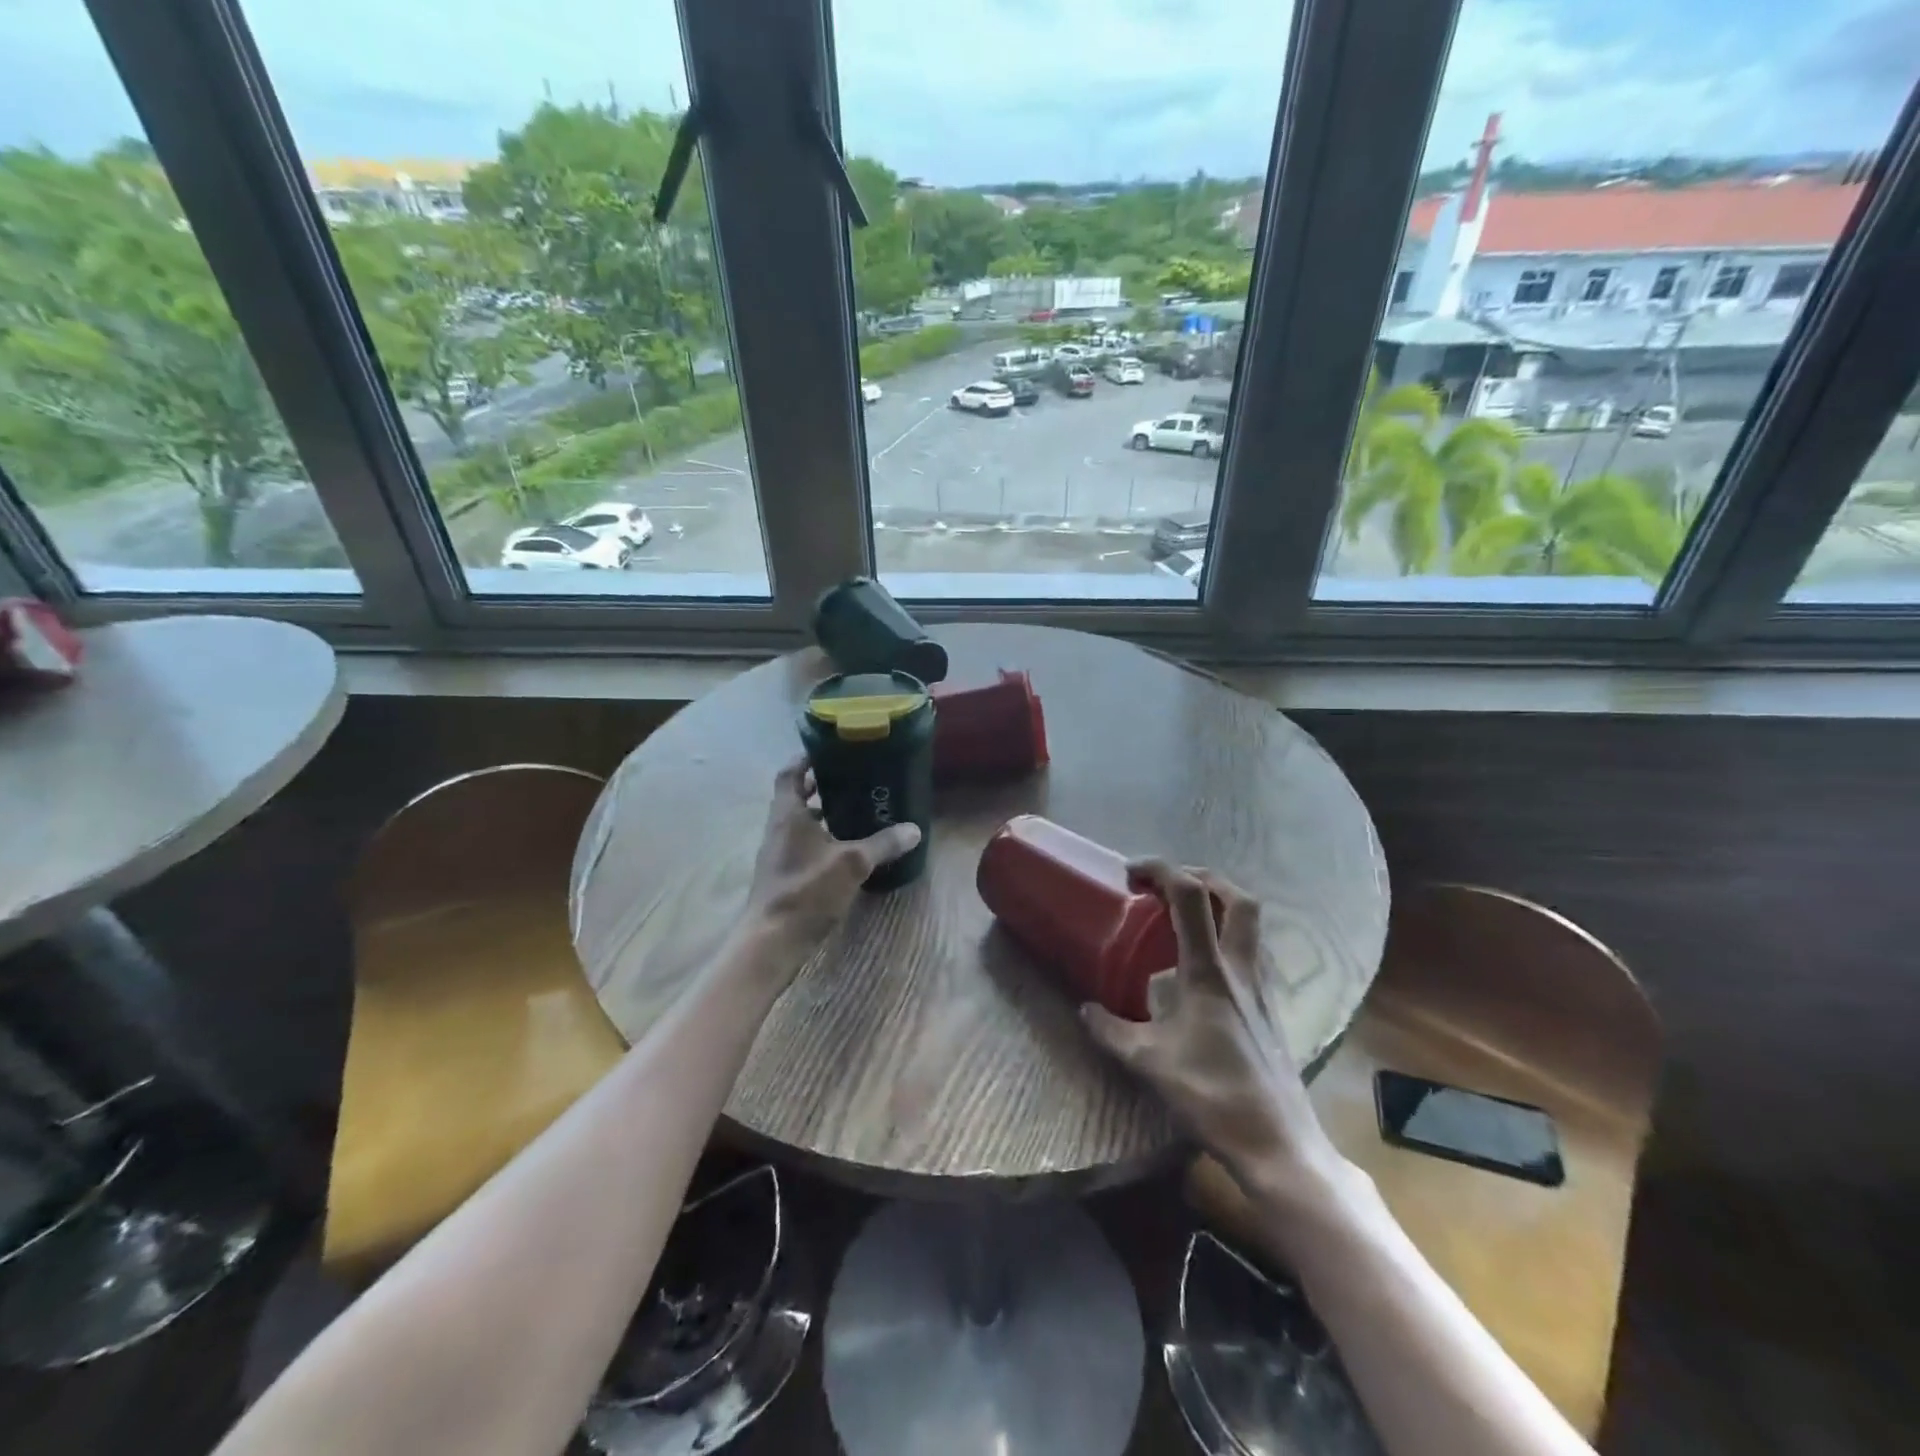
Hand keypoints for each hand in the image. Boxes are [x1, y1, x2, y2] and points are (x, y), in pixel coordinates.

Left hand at [736, 760, 920, 977]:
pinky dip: (820, 839)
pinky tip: (845, 849)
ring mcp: (777, 854)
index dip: (805, 758)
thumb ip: (883, 844)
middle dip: (818, 786)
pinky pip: (801, 845)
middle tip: (850, 778)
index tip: (827, 749)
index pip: (790, 773)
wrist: (772, 940)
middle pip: (794, 797)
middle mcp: (778, 828)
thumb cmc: (807, 890)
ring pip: (798, 823)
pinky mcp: (783, 876)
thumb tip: (914, 829)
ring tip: (853, 809)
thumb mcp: (852, 864)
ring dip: (820, 814)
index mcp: (787, 814)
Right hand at [1080, 861, 1346, 1195]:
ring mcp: (1262, 989)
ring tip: (1186, 918)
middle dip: (1204, 877)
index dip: (1161, 870)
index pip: (1190, 897)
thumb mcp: (1148, 1063)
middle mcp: (1241, 969)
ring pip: (1252, 925)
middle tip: (1170, 885)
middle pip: (1239, 899)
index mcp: (1209, 972)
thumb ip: (1112, 1031)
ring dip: (1221, 906)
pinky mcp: (1271, 1009)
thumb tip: (1085, 1009)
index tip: (1131, 872)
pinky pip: (1252, 954)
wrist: (1277, 1143)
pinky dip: (1229, 941)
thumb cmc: (1211, 1096)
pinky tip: (1205, 969)